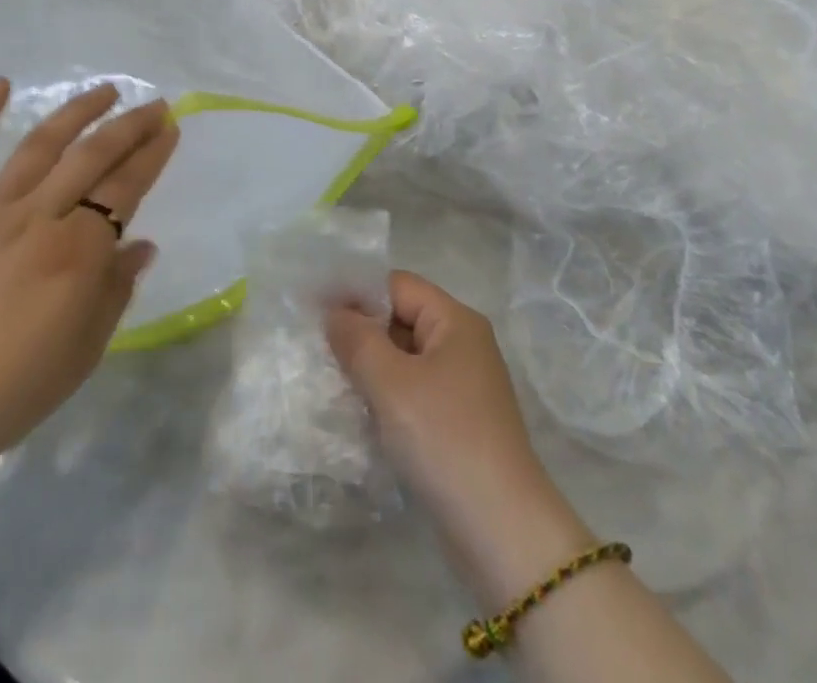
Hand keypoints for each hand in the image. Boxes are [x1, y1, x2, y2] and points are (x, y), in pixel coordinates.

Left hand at [0, 80, 177, 491]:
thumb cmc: (6, 393)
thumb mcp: (81, 354)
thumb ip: (114, 292)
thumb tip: (140, 245)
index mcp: (76, 253)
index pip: (125, 188)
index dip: (152, 155)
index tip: (171, 128)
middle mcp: (38, 219)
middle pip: (92, 158)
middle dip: (129, 127)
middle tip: (154, 105)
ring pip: (39, 147)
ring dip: (76, 113)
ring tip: (104, 91)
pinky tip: (0, 84)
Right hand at [327, 272, 594, 607]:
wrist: (502, 531)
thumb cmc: (445, 438)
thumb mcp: (391, 383)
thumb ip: (356, 339)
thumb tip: (334, 312)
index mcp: (455, 321)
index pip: (397, 286)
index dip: (355, 293)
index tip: (313, 310)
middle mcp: (463, 344)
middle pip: (401, 318)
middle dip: (361, 331)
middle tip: (317, 347)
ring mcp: (462, 385)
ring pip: (404, 358)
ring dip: (370, 367)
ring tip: (331, 379)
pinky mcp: (457, 422)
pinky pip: (413, 391)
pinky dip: (386, 396)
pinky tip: (359, 412)